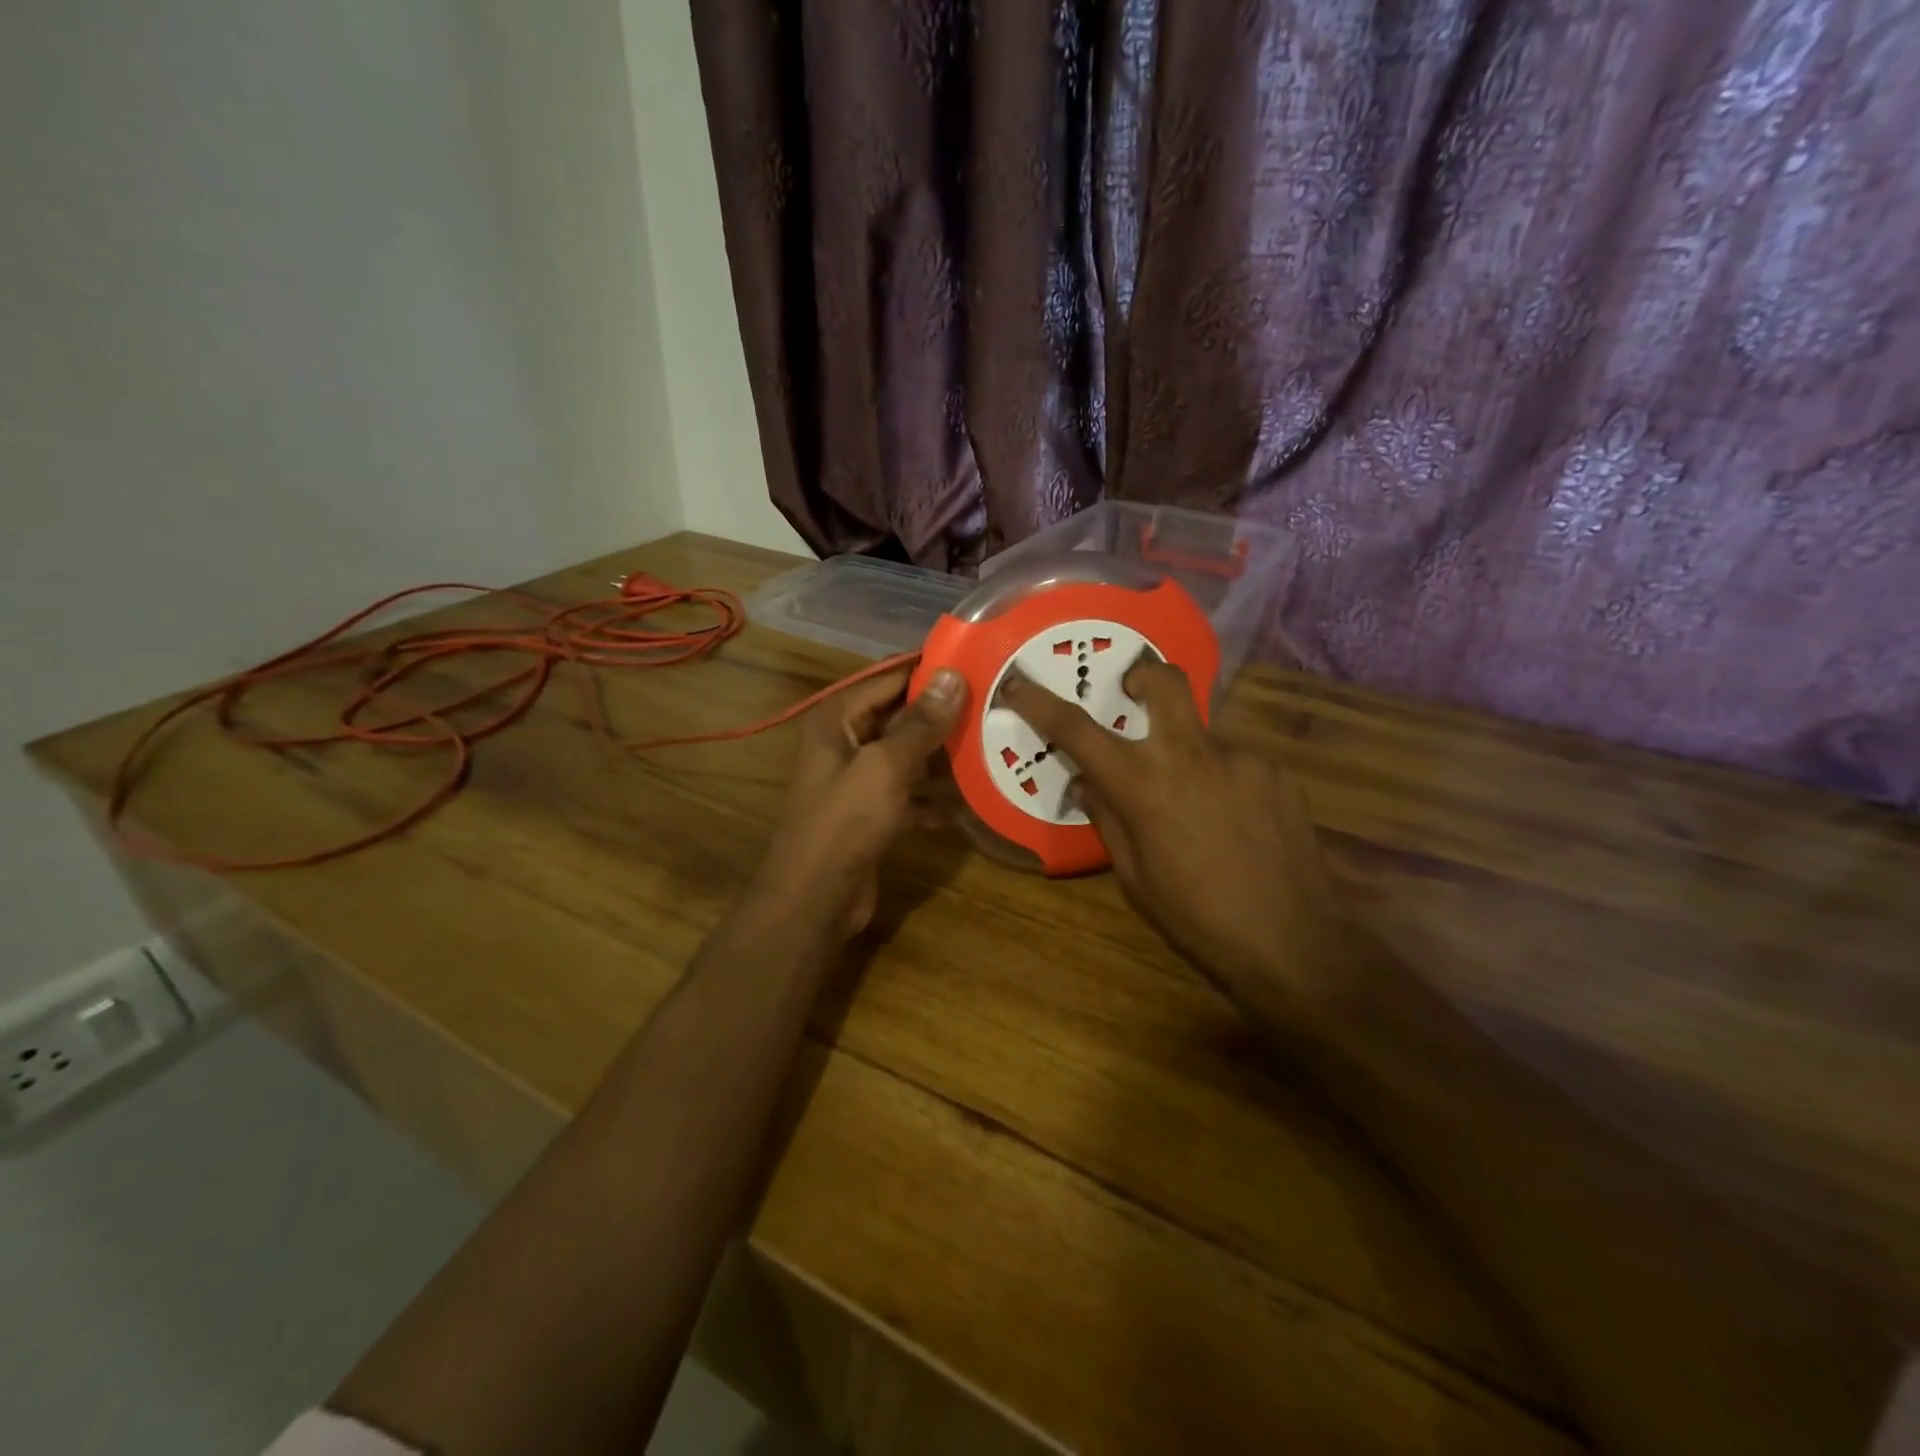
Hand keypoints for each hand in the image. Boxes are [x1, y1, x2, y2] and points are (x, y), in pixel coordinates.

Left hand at [754, 666, 967, 937]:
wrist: (815, 898)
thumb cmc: (845, 822)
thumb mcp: (886, 766)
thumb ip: (920, 722)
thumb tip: (951, 675)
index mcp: (837, 720)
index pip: (888, 678)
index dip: (928, 669)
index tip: (975, 660)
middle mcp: (844, 742)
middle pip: (898, 716)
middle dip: (941, 713)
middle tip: (992, 703)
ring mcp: (856, 780)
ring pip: (906, 755)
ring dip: (941, 755)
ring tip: (990, 744)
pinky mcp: (869, 813)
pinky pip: (907, 793)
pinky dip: (931, 796)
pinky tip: (968, 799)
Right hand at [1001, 660, 1350, 1016]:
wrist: (1292, 943)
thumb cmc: (1196, 917)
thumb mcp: (1135, 876)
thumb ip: (1108, 818)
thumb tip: (1090, 782)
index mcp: (1143, 783)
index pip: (1077, 729)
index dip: (1040, 702)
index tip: (1018, 683)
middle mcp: (1191, 754)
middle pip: (1164, 681)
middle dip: (1142, 677)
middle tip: (1132, 696)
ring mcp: (1241, 758)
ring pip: (1202, 732)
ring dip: (1186, 753)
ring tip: (1197, 806)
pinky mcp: (1277, 773)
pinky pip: (1235, 763)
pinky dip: (1222, 780)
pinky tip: (1234, 823)